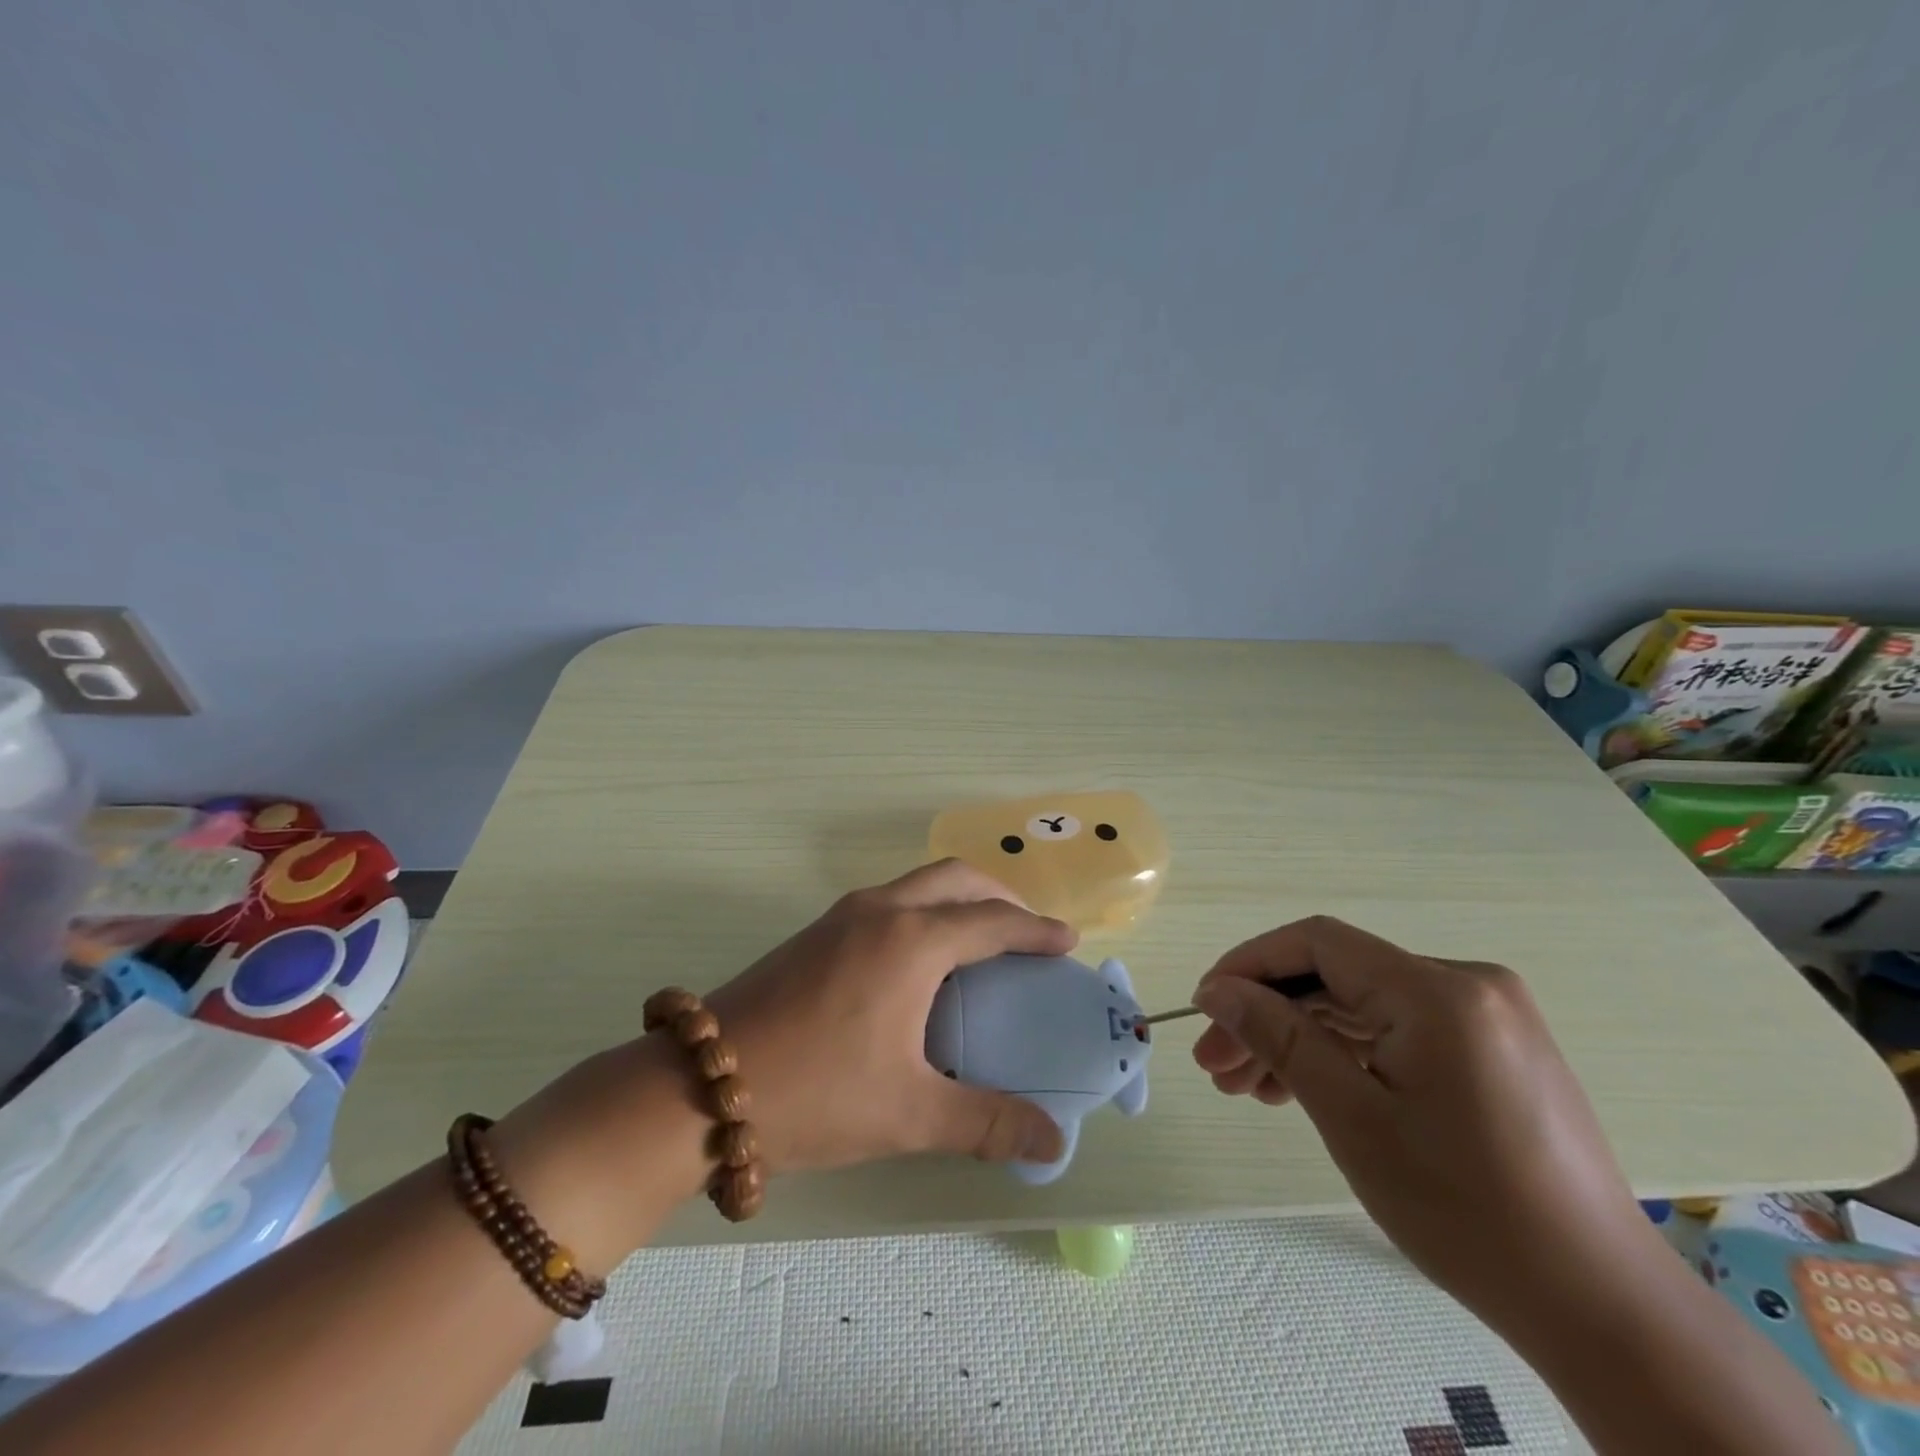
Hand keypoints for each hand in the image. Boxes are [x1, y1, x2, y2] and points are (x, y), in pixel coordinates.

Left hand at [705, 859, 1073, 1173]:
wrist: (701, 1086)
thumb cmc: (816, 1093)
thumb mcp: (910, 1113)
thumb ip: (987, 1122)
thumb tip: (1053, 1140)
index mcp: (912, 941)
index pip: (992, 922)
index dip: (1036, 930)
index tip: (1069, 941)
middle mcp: (881, 911)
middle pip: (956, 879)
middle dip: (1000, 896)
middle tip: (1027, 933)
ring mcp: (842, 915)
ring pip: (917, 883)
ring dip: (958, 898)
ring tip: (980, 941)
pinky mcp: (815, 932)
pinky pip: (889, 900)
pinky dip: (924, 910)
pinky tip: (920, 959)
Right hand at [1191, 916, 1656, 1326]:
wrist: (1602, 1309)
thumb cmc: (1465, 1210)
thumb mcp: (1352, 1117)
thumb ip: (1278, 1037)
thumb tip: (1218, 990)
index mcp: (1438, 991)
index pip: (1318, 943)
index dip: (1250, 965)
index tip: (1204, 1007)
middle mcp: (1466, 985)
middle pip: (1337, 978)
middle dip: (1268, 1016)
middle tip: (1215, 1065)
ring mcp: (1486, 1017)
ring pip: (1362, 1008)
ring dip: (1300, 1040)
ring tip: (1247, 1088)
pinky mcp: (1493, 1049)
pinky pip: (1397, 1032)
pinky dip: (1346, 1055)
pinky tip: (1303, 1090)